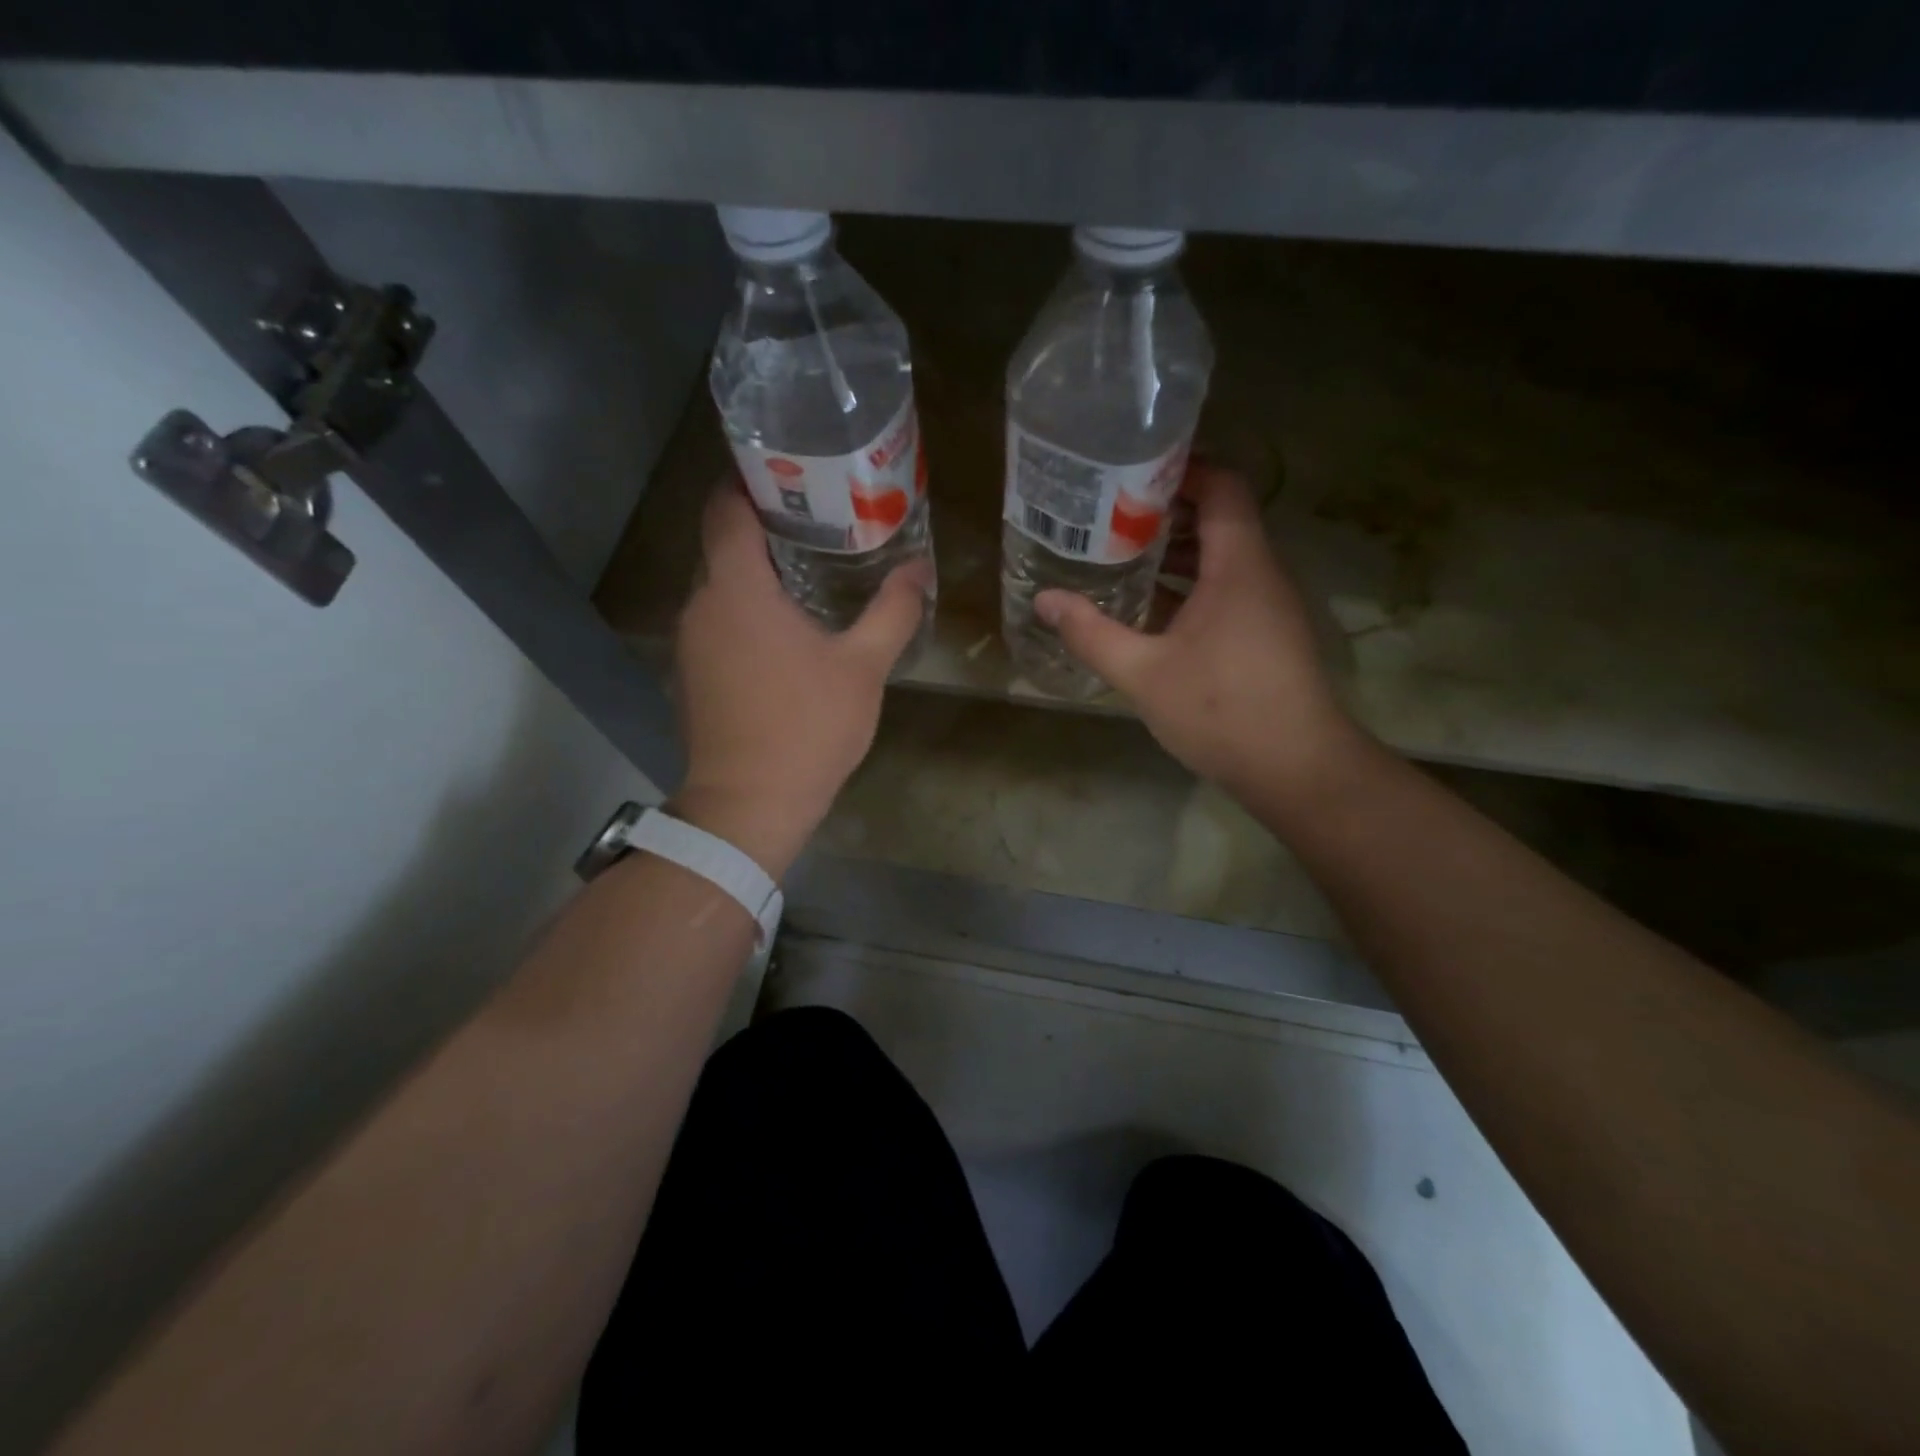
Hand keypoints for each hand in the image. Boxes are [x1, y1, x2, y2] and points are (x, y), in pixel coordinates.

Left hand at [671, 484, 929, 876]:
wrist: (750, 804)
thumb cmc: (807, 727)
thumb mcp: (863, 667)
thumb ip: (892, 611)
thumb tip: (918, 569)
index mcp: (737, 589)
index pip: (724, 507)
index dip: (748, 480)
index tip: (789, 472)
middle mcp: (701, 605)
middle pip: (723, 544)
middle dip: (765, 527)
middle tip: (820, 521)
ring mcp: (690, 642)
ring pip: (721, 587)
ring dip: (757, 574)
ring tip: (810, 570)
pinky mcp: (692, 674)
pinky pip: (718, 621)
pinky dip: (746, 611)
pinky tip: (786, 629)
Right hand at [1036, 464, 1366, 812]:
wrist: (1297, 770)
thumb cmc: (1221, 711)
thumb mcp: (1144, 673)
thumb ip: (1092, 634)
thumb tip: (1045, 601)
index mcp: (1239, 566)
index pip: (1221, 486)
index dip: (1180, 469)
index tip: (1128, 475)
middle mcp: (1260, 574)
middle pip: (1218, 518)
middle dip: (1164, 513)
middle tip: (1107, 518)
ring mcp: (1267, 606)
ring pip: (1221, 558)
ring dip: (1174, 554)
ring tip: (1118, 558)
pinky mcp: (1266, 635)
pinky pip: (1226, 591)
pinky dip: (1189, 588)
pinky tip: (1147, 610)